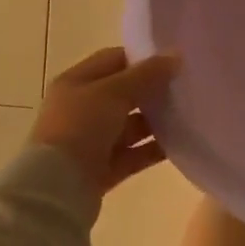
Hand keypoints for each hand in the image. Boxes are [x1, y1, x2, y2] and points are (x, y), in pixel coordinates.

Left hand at [30, 47, 178, 195]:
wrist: (56, 189)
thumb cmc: (80, 127)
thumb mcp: (113, 92)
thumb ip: (146, 74)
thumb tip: (175, 56)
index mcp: (76, 82)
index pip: (113, 60)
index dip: (142, 58)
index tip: (173, 60)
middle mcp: (82, 109)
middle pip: (124, 93)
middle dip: (153, 90)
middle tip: (186, 86)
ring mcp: (92, 141)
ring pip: (131, 125)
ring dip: (156, 120)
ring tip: (188, 114)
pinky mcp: (103, 169)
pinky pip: (134, 153)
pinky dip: (154, 148)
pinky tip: (181, 142)